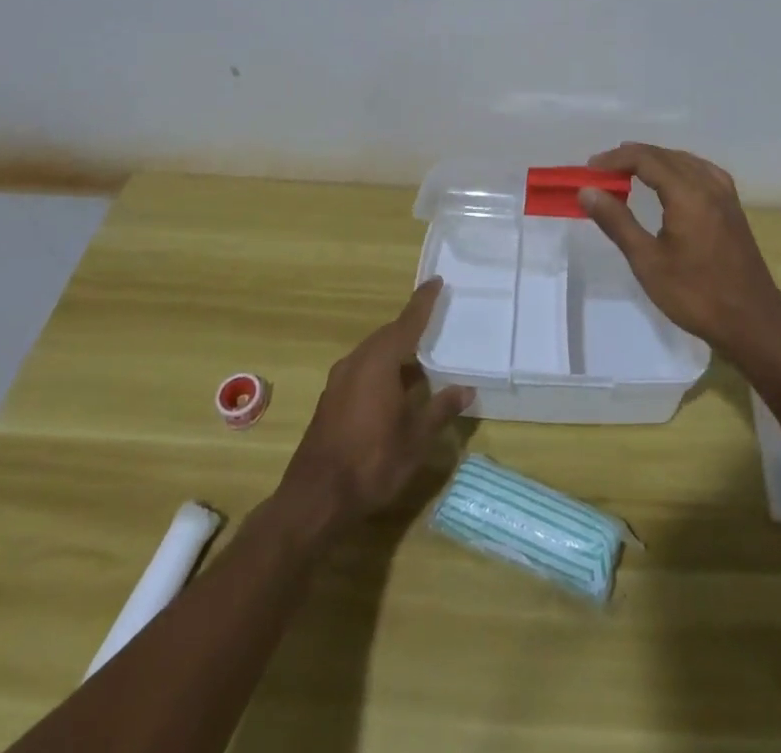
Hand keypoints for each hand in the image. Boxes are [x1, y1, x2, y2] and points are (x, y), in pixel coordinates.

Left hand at [279, 278, 472, 528]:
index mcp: (379, 362)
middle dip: (410, 327)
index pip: (407, 322)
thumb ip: (441, 409)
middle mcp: (357, 362)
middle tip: (434, 322)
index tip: (436, 281)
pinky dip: (382, 368)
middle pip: (388, 335)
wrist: (315, 499)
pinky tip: (396, 387)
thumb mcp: (416, 438)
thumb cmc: (372, 462)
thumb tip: (466, 389)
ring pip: (373, 353)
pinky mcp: (331, 400)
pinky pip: (362, 369)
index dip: (423, 302)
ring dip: (396, 351)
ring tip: (420, 358)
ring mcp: (339, 381)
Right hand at [578, 142, 780, 360]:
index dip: (615, 159)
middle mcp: (709, 184)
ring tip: (627, 172)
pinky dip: (677, 168)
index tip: (589, 169)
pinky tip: (669, 182)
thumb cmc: (696, 294)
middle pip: (665, 155)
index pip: (646, 159)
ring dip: (654, 161)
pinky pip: (701, 171)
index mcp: (688, 193)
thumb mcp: (648, 261)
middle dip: (631, 158)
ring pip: (684, 161)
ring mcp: (725, 194)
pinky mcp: (732, 207)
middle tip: (602, 172)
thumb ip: (617, 222)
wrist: (753, 322)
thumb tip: (588, 191)